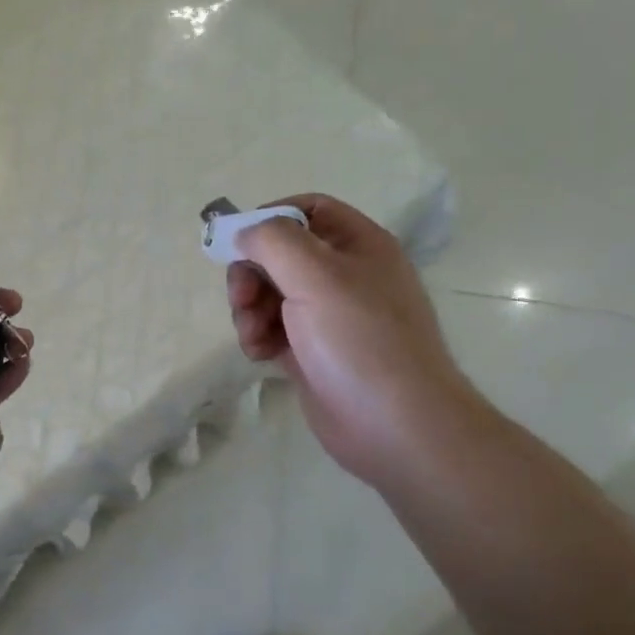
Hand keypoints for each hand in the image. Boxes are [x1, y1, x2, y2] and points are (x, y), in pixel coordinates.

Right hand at [229, 194, 480, 485]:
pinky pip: (272, 329)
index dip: (270, 217)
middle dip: (251, 274)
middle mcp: (344, 275)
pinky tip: (260, 355)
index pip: (308, 209)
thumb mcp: (316, 275)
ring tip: (253, 336)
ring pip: (270, 293)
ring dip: (249, 309)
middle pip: (279, 254)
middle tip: (241, 299)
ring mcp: (328, 316)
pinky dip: (258, 337)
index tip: (238, 241)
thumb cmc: (360, 340)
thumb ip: (273, 240)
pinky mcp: (312, 351)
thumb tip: (245, 233)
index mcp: (358, 245)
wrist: (396, 425)